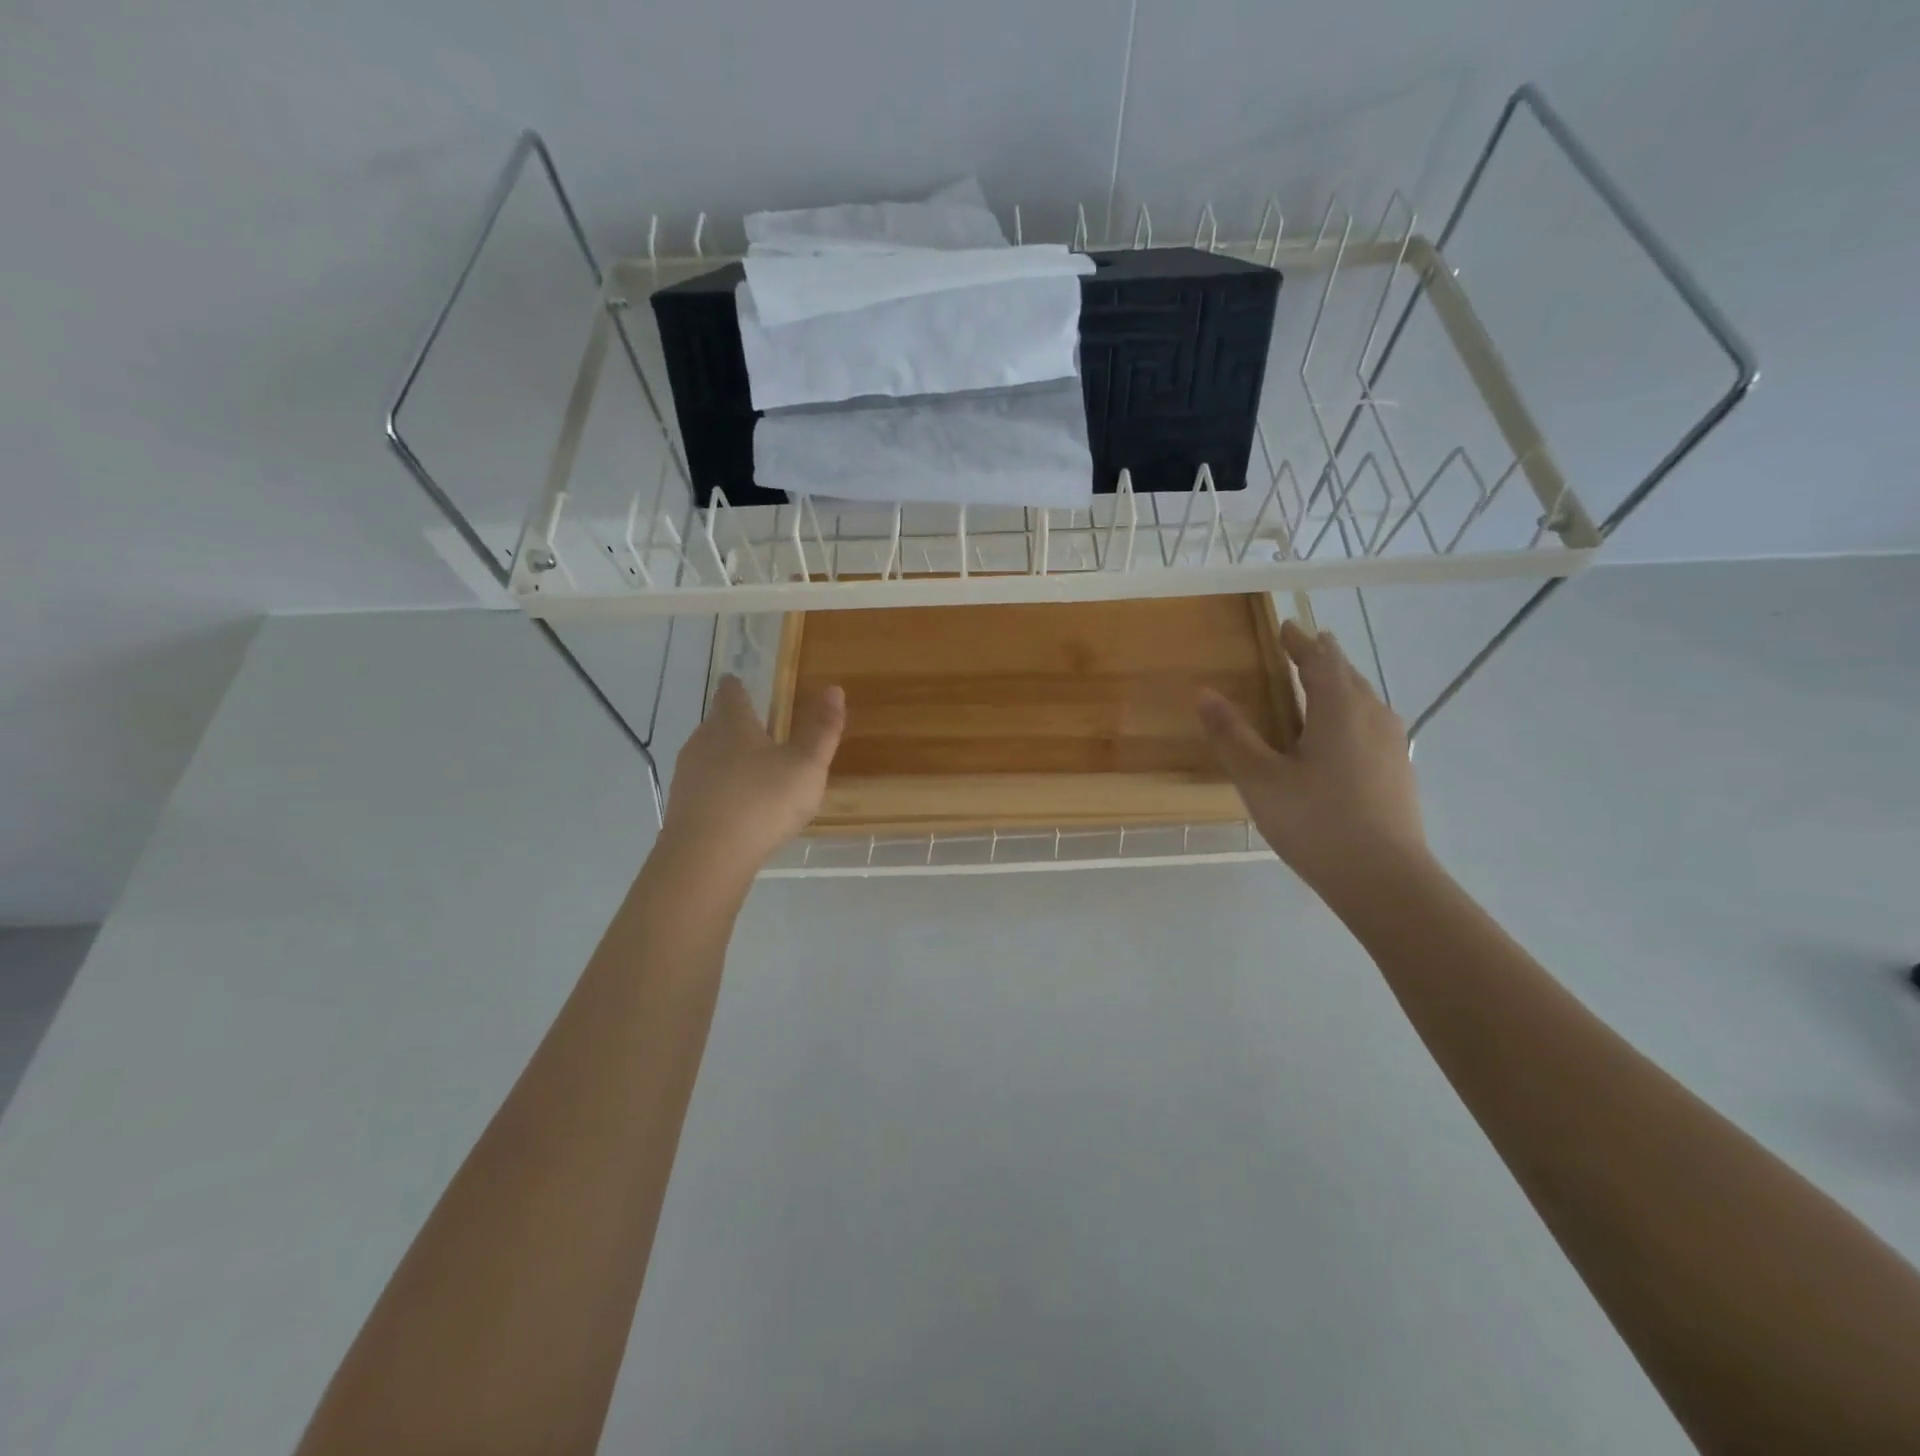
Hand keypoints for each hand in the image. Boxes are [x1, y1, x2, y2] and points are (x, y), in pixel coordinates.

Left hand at [658, 675, 844, 884]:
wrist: (706, 858)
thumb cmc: (762, 802)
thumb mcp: (806, 766)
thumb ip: (821, 729)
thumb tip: (834, 689)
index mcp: (732, 725)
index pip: (731, 694)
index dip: (736, 686)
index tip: (737, 681)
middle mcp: (703, 742)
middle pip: (716, 724)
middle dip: (734, 723)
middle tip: (756, 726)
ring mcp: (687, 776)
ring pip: (707, 756)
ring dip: (726, 757)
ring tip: (750, 767)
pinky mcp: (682, 808)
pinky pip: (704, 787)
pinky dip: (719, 787)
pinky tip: (735, 804)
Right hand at [1197, 619, 1427, 898]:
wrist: (1385, 879)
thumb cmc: (1316, 821)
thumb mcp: (1260, 779)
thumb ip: (1231, 735)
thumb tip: (1203, 692)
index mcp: (1339, 708)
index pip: (1320, 659)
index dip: (1300, 641)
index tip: (1287, 627)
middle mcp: (1372, 715)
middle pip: (1347, 674)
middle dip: (1322, 658)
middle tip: (1301, 649)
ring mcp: (1392, 743)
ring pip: (1363, 699)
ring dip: (1339, 685)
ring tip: (1318, 686)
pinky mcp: (1398, 770)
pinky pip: (1371, 724)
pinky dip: (1349, 713)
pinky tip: (1339, 737)